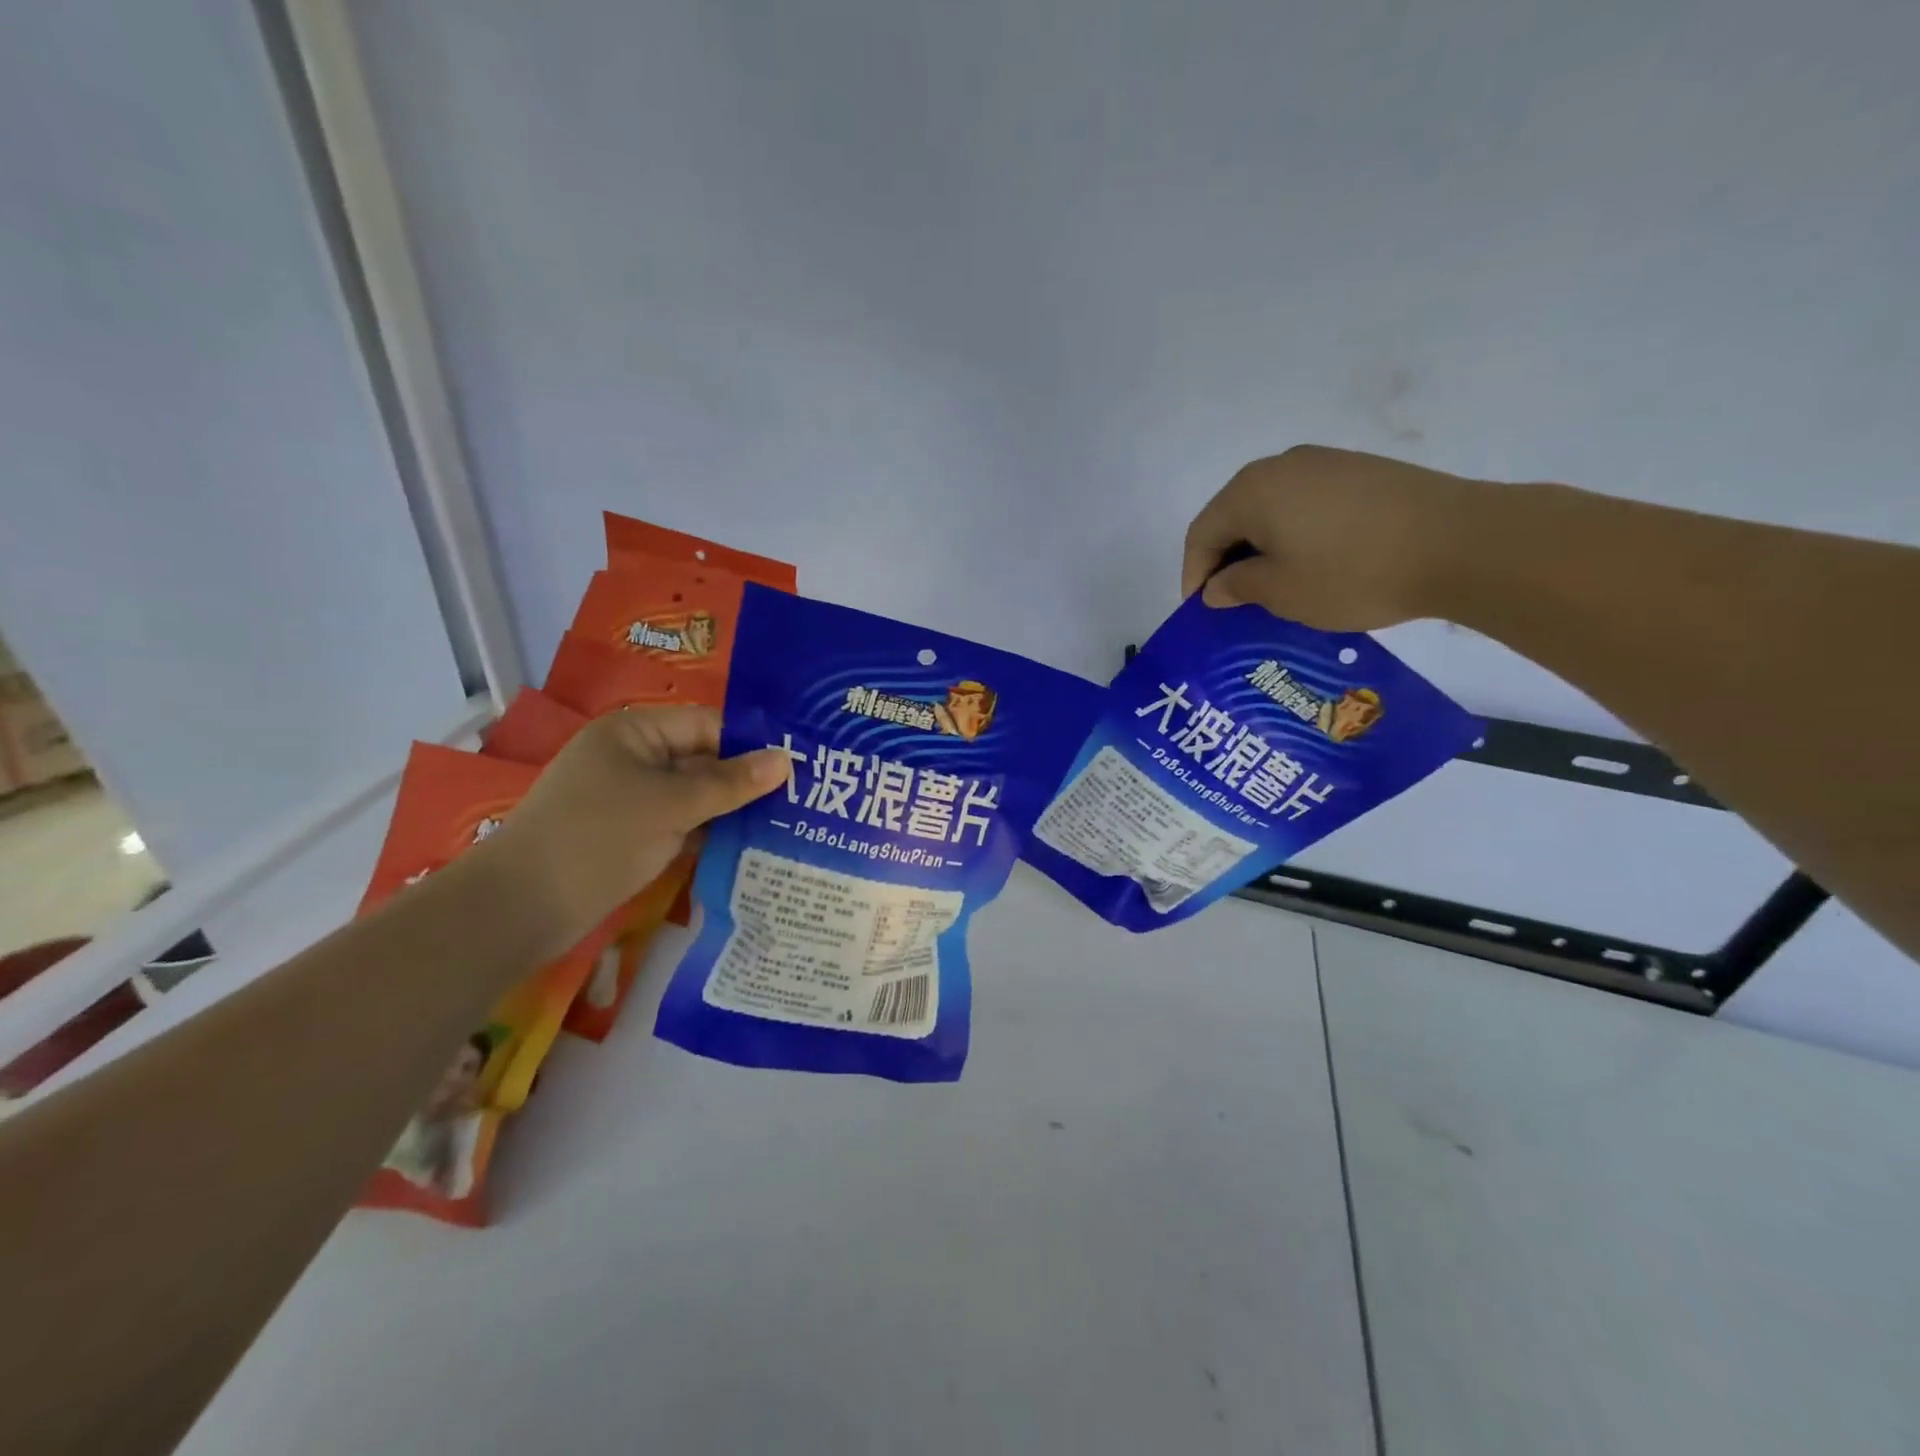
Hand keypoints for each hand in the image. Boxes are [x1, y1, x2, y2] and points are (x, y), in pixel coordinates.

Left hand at [475, 705, 787, 953]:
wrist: (519, 908)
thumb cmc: (598, 838)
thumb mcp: (671, 805)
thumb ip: (731, 783)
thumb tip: (787, 759)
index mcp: (636, 731)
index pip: (708, 724)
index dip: (752, 743)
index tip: (799, 766)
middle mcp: (634, 757)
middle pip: (703, 759)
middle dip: (747, 780)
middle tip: (802, 799)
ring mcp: (631, 798)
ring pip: (694, 795)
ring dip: (732, 810)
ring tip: (787, 824)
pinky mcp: (630, 834)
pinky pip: (680, 823)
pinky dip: (709, 833)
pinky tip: (748, 847)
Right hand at [1180, 445, 1482, 631]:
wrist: (1461, 542)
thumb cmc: (1352, 572)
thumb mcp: (1282, 591)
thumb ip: (1237, 586)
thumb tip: (1217, 585)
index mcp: (1251, 491)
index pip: (1202, 534)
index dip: (1194, 575)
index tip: (1200, 611)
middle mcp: (1281, 465)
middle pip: (1233, 515)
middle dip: (1225, 559)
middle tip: (1231, 600)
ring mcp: (1325, 463)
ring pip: (1271, 509)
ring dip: (1260, 547)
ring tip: (1271, 586)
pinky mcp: (1360, 471)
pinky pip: (1306, 504)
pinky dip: (1294, 534)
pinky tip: (1311, 563)